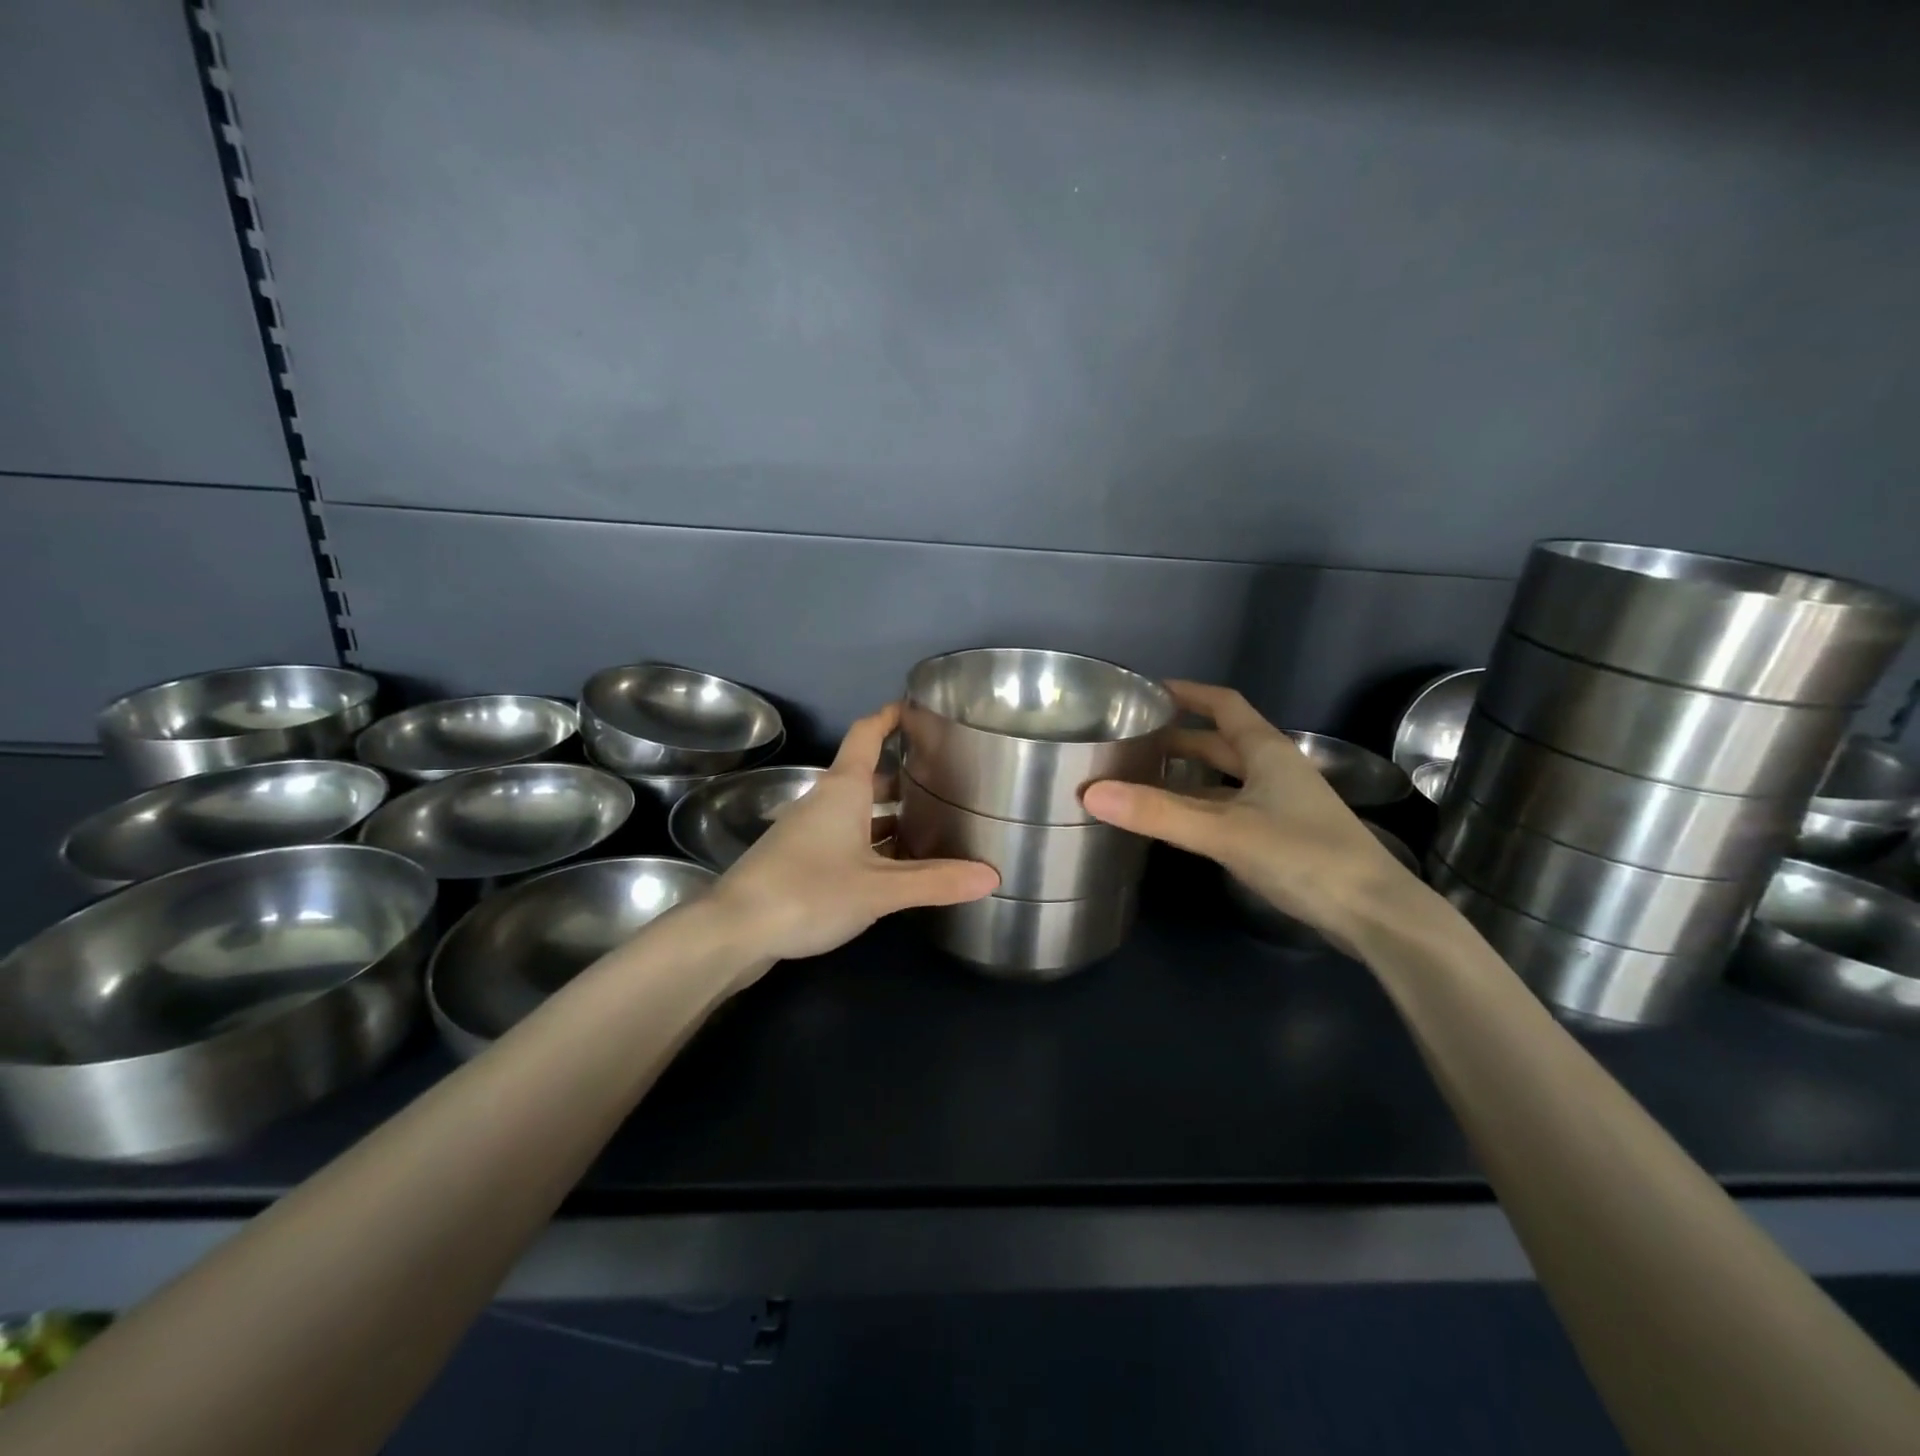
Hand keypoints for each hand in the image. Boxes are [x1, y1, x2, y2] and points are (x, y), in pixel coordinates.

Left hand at [707, 703, 999, 963]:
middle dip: (903, 776)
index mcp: (843, 790)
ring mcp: (807, 831)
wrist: (733, 930)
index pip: (867, 734)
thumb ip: (935, 881)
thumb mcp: (880, 889)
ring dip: (888, 814)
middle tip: (944, 782)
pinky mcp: (799, 860)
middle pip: (867, 776)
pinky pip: (845, 839)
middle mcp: (824, 802)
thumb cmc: (808, 891)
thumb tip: (992, 875)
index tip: (916, 708)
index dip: (890, 717)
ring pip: (856, 812)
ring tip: (930, 825)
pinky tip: (893, 867)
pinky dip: (872, 843)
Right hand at [1082, 682, 1421, 951]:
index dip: (1188, 693)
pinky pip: (1231, 806)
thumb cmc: (1303, 856)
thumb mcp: (1224, 831)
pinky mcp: (1283, 835)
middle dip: (1179, 737)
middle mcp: (1275, 769)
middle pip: (1221, 741)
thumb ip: (1158, 813)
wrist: (1374, 913)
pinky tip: (1179, 822)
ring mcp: (1282, 803)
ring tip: (1143, 778)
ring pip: (1226, 778)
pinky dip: (1202, 806)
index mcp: (1267, 751)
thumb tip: (1090, 792)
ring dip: (1189, 774)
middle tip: (1132, 740)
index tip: (1148, 691)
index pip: (1224, 704)